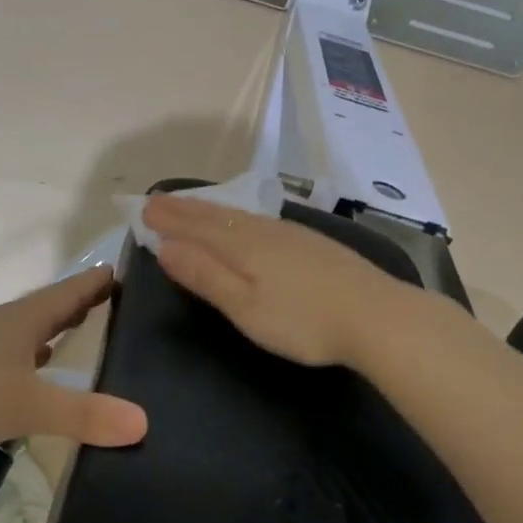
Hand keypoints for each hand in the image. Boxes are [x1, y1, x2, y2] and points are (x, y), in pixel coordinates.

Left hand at [0, 266, 147, 460]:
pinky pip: (9, 367)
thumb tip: (143, 423)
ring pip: (27, 338)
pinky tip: (36, 383)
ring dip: (54, 336)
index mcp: (22, 319)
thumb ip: (84, 414)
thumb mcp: (27, 404)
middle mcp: (1, 328)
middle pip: (49, 310)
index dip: (99, 281)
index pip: (71, 290)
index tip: (129, 271)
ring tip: (84, 339)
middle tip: (117, 305)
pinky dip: (31, 368)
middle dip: (81, 306)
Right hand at [142, 195, 411, 368]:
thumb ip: (206, 276)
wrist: (378, 317)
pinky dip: (238, 218)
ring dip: (210, 211)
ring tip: (192, 208)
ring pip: (240, 216)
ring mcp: (292, 234)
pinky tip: (244, 223)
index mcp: (243, 246)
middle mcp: (264, 231)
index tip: (143, 209)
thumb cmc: (304, 321)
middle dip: (185, 209)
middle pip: (217, 216)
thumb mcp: (246, 307)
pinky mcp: (312, 244)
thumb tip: (166, 248)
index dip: (169, 219)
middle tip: (158, 201)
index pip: (196, 226)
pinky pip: (260, 221)